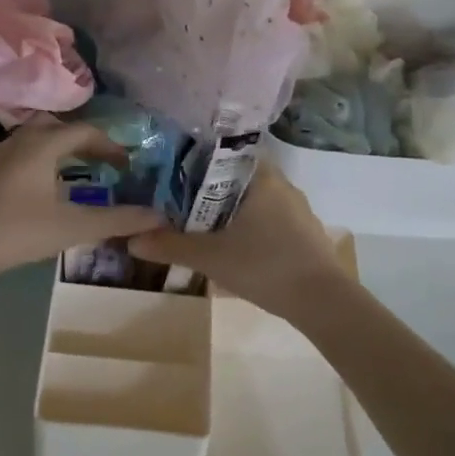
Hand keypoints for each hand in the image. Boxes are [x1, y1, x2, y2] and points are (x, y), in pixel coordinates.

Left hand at [0, 117, 164, 283]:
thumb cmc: (17, 231)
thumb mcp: (72, 227)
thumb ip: (116, 220)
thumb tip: (158, 216)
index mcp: (42, 145)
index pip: (83, 132)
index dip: (109, 145)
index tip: (126, 164)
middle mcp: (18, 142)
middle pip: (56, 128)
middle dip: (82, 142)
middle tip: (101, 162)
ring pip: (33, 142)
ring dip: (57, 152)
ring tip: (73, 176)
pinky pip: (17, 158)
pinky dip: (37, 164)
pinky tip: (38, 193)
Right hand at [128, 166, 351, 324]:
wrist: (323, 302)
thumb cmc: (265, 266)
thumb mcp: (211, 257)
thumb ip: (170, 246)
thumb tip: (131, 239)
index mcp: (261, 177)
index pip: (224, 153)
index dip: (197, 162)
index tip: (174, 174)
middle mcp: (282, 184)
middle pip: (236, 178)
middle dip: (209, 191)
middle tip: (180, 205)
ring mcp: (297, 209)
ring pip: (254, 200)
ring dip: (230, 211)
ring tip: (202, 227)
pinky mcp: (305, 232)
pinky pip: (269, 219)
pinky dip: (250, 227)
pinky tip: (236, 247)